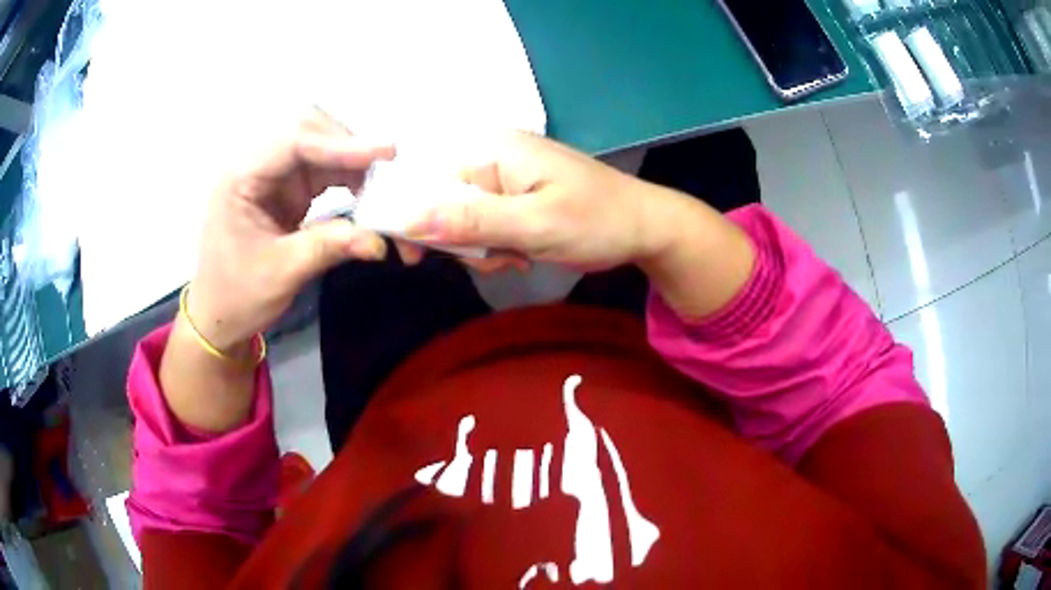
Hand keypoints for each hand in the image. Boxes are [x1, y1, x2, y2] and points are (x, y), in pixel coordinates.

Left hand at [187, 108, 394, 352]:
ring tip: (384, 188)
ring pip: (323, 147)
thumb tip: (380, 240)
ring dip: (355, 163)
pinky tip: (369, 195)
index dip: (340, 144)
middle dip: (350, 146)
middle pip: (310, 131)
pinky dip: (351, 178)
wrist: (219, 315)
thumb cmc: (237, 295)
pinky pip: (325, 169)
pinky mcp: (288, 187)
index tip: (385, 154)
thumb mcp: (281, 273)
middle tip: (386, 171)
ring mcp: (274, 174)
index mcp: (241, 177)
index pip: (294, 142)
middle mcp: (258, 164)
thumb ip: (328, 248)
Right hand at [406, 132, 683, 271]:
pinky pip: (488, 224)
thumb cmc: (596, 221)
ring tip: (517, 257)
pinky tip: (522, 255)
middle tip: (495, 260)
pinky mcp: (519, 197)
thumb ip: (472, 221)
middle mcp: (494, 157)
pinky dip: (498, 246)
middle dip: (463, 241)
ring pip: (466, 220)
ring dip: (483, 248)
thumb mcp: (534, 225)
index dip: (415, 219)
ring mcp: (508, 178)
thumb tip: (407, 219)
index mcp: (493, 150)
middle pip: (444, 203)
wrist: (645, 226)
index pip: (429, 181)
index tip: (416, 260)